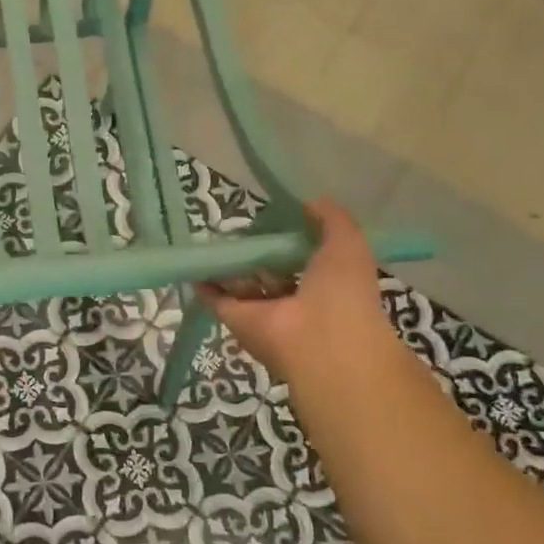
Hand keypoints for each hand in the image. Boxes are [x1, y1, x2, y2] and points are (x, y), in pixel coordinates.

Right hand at [197, 198, 396, 382]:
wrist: (320, 341)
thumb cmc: (342, 292)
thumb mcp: (348, 244)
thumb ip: (331, 219)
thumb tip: (309, 202)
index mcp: (326, 283)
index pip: (304, 258)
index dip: (291, 239)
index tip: (274, 218)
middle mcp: (295, 298)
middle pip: (271, 272)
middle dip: (258, 253)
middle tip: (241, 229)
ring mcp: (265, 311)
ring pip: (243, 285)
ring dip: (230, 267)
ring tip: (213, 240)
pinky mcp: (237, 320)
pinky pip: (217, 298)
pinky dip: (205, 283)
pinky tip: (195, 263)